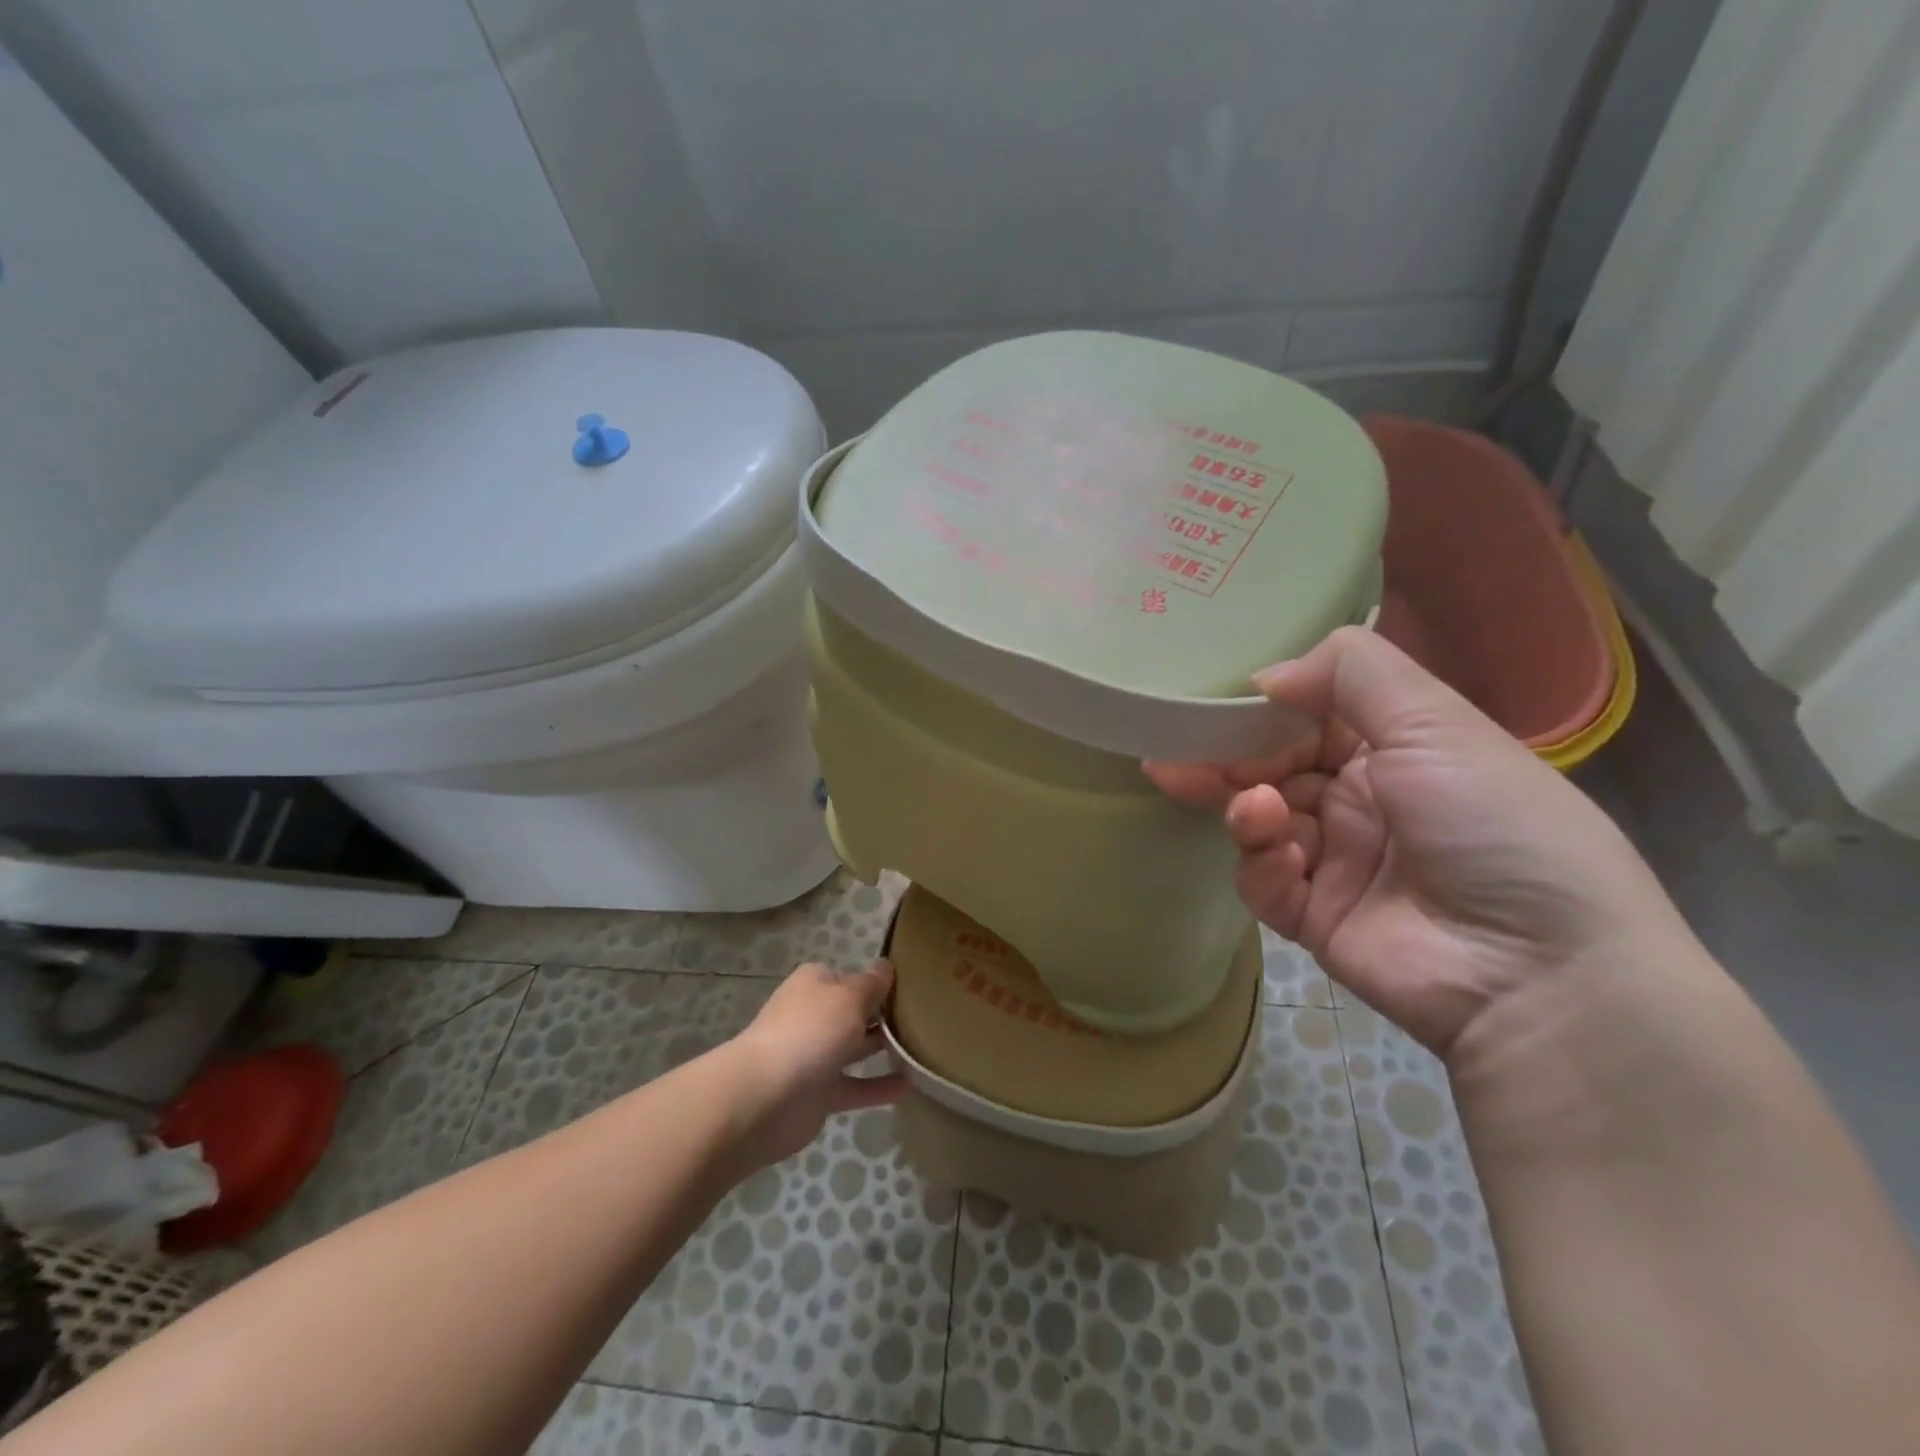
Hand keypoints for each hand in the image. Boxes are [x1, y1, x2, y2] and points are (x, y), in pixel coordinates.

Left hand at [723, 961, 907, 1167]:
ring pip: (855, 1048)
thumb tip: (886, 966)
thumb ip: (872, 983)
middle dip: (882, 1014)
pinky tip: (910, 1085)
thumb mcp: (850, 996)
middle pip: (853, 1012)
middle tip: (924, 1017)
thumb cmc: (811, 1030)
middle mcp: (813, 1016)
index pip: (850, 976)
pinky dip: (879, 1086)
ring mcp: (814, 1056)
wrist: (766, 1096)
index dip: (877, 982)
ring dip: (882, 1048)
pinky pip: (856, 1086)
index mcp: (814, 984)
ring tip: (923, 1047)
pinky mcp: (819, 1094)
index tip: (910, 988)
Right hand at [1147, 628, 1690, 1057]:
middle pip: (1271, 769)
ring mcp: (1337, 862)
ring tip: (1255, 814)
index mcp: (1397, 749)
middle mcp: (1364, 800)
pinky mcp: (1314, 917)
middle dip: (1228, 762)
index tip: (1215, 707)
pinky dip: (1262, 868)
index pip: (1308, 718)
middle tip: (1181, 758)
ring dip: (1247, 812)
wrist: (1540, 972)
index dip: (1262, 712)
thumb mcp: (1435, 723)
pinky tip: (1283, 864)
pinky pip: (1264, 883)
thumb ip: (1348, 674)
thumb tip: (1265, 674)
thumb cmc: (1492, 824)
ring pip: (1260, 822)